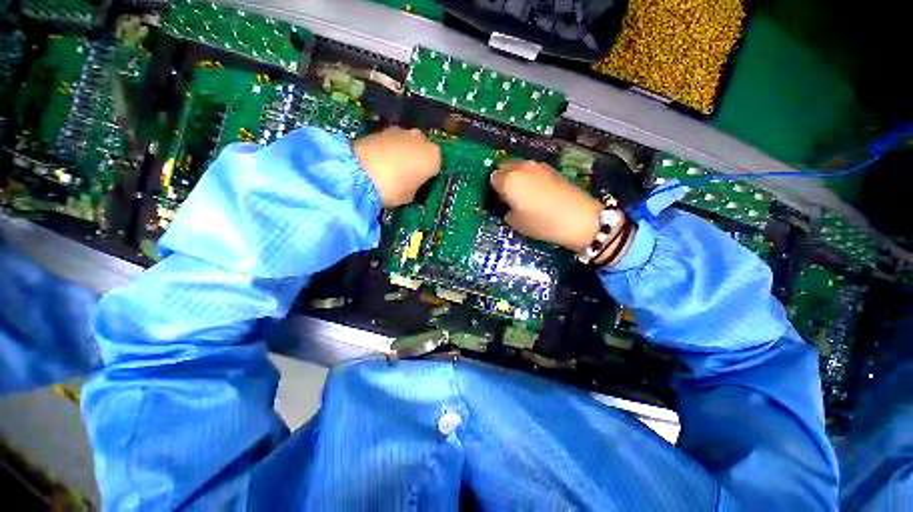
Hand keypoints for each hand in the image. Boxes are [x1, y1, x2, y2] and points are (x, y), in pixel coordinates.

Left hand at [353, 127, 440, 206]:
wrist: (359, 173)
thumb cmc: (394, 189)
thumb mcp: (411, 196)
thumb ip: (416, 187)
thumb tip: (411, 184)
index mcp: (434, 156)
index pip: (436, 166)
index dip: (428, 176)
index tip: (421, 184)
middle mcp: (421, 139)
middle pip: (422, 150)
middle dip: (416, 160)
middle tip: (407, 176)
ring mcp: (400, 131)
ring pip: (407, 143)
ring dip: (402, 153)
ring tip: (391, 169)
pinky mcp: (380, 129)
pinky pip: (391, 142)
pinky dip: (388, 150)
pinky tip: (380, 162)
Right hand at [490, 160, 604, 252]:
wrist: (579, 218)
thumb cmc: (542, 223)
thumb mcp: (516, 223)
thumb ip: (506, 211)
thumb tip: (508, 206)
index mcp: (509, 180)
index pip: (493, 178)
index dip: (494, 190)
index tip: (500, 200)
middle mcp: (522, 168)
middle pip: (505, 166)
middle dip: (503, 178)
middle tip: (508, 195)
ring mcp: (538, 166)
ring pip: (520, 167)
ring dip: (517, 177)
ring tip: (523, 194)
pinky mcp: (552, 169)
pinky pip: (533, 170)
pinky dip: (530, 178)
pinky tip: (537, 192)